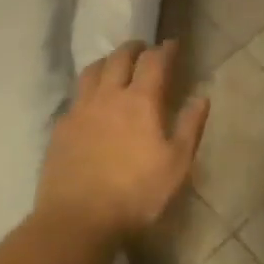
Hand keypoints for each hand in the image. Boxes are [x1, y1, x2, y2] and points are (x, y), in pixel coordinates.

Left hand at [36, 40, 210, 242]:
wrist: (78, 219)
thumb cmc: (136, 194)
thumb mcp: (176, 165)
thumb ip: (190, 127)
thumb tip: (202, 97)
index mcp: (140, 101)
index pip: (154, 61)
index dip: (165, 49)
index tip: (172, 44)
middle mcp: (108, 96)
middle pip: (119, 58)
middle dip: (134, 48)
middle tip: (144, 48)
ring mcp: (80, 109)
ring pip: (92, 70)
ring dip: (107, 61)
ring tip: (115, 65)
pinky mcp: (61, 127)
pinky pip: (76, 95)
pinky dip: (88, 88)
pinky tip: (91, 101)